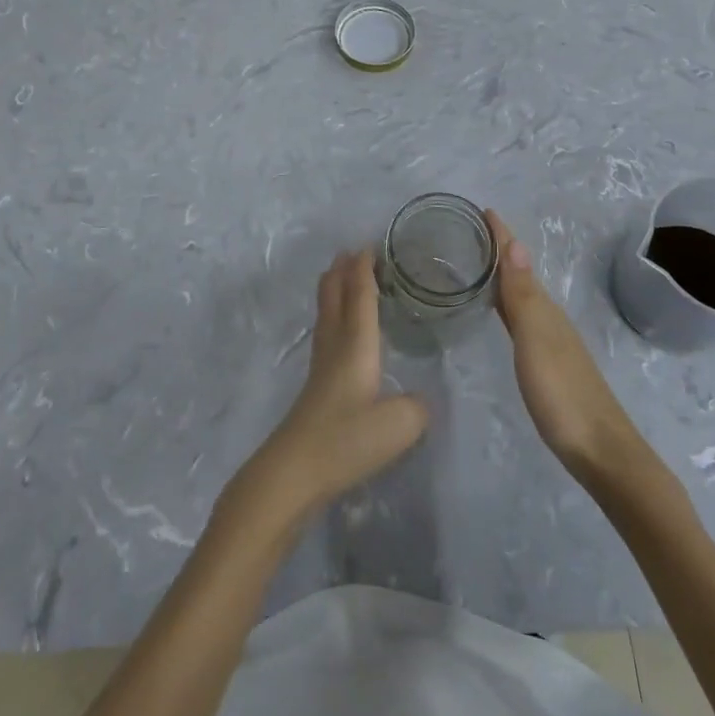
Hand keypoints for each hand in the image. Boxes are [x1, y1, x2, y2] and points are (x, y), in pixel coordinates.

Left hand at [230, 251, 428, 524]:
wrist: (295, 470)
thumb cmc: (347, 439)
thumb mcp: (399, 425)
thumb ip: (417, 407)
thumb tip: (419, 400)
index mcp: (356, 342)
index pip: (360, 293)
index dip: (364, 268)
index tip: (370, 244)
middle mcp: (335, 344)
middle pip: (334, 294)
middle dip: (343, 270)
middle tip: (353, 252)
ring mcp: (321, 364)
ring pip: (326, 312)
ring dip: (335, 289)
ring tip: (343, 277)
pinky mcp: (316, 385)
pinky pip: (326, 331)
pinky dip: (334, 314)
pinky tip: (340, 329)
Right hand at [487, 210, 641, 482]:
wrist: (603, 454)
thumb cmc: (563, 395)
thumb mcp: (536, 341)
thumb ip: (522, 296)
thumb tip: (515, 243)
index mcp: (543, 310)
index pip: (517, 263)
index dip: (501, 237)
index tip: (482, 210)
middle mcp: (549, 319)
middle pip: (520, 276)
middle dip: (499, 252)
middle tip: (470, 232)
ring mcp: (552, 343)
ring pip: (522, 297)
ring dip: (503, 277)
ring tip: (479, 266)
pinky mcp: (550, 365)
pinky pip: (523, 320)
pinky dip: (508, 305)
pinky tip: (501, 314)